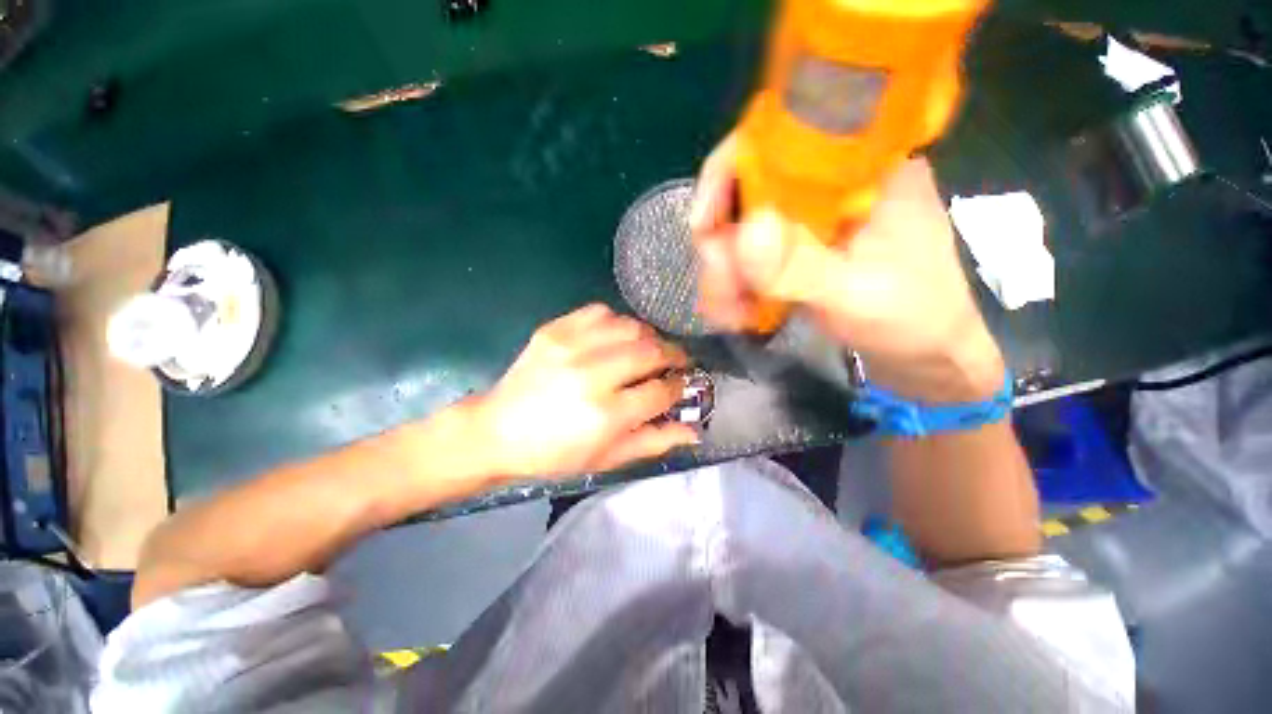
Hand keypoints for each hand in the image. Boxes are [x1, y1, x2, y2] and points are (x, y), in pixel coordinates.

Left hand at [470, 304, 698, 479]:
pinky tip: (616, 337)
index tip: (681, 385)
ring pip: (630, 327)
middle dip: (673, 355)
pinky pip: (600, 312)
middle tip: (675, 363)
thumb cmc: (554, 455)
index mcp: (606, 415)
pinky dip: (617, 321)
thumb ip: (653, 442)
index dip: (679, 387)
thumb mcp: (607, 459)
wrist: (497, 431)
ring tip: (647, 349)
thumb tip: (694, 431)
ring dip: (648, 337)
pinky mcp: (555, 330)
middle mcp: (592, 375)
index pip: (661, 391)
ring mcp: (572, 347)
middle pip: (651, 352)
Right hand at [689, 134, 1004, 402]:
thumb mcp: (861, 294)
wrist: (926, 353)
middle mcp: (831, 182)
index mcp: (865, 167)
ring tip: (730, 314)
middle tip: (721, 292)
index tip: (703, 227)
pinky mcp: (799, 247)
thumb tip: (744, 233)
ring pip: (742, 228)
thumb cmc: (914, 319)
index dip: (727, 173)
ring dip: (725, 273)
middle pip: (748, 189)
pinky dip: (736, 285)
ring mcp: (812, 217)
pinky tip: (738, 312)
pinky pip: (750, 256)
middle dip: (722, 244)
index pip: (782, 137)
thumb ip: (802, 268)